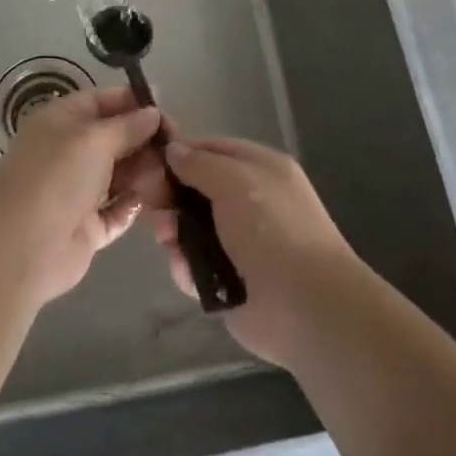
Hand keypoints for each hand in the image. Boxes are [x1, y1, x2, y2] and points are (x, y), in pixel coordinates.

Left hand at [0, 86, 166, 307]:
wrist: (24, 246)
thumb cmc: (58, 176)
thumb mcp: (95, 139)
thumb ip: (128, 126)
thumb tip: (153, 113)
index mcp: (62, 121)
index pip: (102, 101)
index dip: (133, 101)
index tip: (165, 107)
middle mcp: (69, 151)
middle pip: (115, 138)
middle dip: (144, 140)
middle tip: (176, 146)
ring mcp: (78, 190)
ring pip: (120, 174)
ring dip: (144, 173)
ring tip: (171, 175)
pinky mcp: (87, 226)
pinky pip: (118, 210)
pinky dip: (135, 205)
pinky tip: (157, 202)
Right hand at [145, 137, 362, 367]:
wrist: (306, 307)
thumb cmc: (272, 229)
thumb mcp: (235, 181)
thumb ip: (199, 163)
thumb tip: (173, 149)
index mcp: (260, 169)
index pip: (213, 149)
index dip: (181, 152)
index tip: (149, 161)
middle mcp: (250, 202)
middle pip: (198, 189)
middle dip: (172, 197)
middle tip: (152, 206)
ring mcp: (240, 244)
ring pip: (192, 229)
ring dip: (175, 232)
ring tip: (167, 240)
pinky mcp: (229, 282)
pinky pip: (196, 266)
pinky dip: (186, 268)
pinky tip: (185, 270)